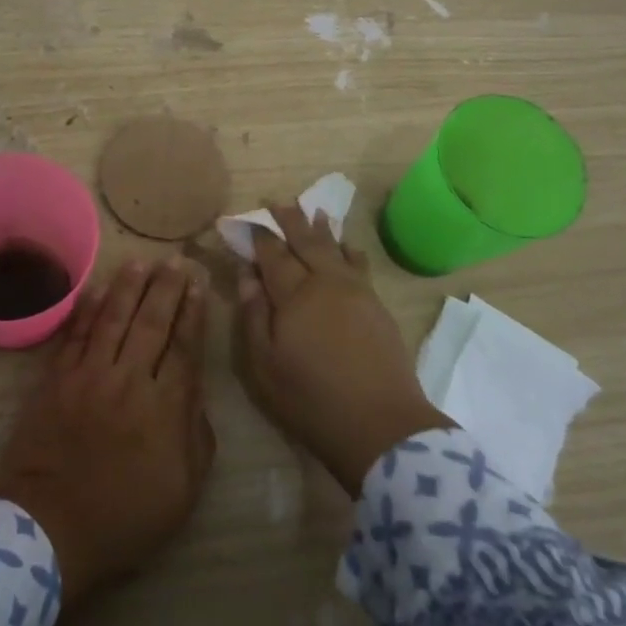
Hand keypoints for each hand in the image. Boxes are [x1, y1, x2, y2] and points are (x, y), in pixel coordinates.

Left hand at [0, 258, 215, 611]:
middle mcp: (129, 380)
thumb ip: (197, 435)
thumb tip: (194, 393)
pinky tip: (96, 289)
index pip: (184, 346)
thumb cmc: (125, 518)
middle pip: (151, 323)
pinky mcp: (55, 381)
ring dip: (128, 288)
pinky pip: (74, 335)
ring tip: (141, 262)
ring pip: (113, 319)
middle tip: (176, 260)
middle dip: (166, 288)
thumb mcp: (183, 489)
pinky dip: (86, 309)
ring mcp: (88, 377)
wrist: (50, 530)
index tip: (198, 286)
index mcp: (165, 407)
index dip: (192, 313)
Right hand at [238, 202, 449, 495]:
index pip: (272, 254)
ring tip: (313, 210)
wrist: (381, 425)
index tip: (243, 220)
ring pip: (336, 249)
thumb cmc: (311, 399)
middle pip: (306, 242)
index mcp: (295, 295)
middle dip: (290, 220)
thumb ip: (253, 316)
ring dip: (321, 229)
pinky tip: (348, 246)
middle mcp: (327, 283)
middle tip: (277, 201)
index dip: (257, 236)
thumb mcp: (264, 366)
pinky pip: (360, 265)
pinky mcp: (377, 306)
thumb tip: (247, 276)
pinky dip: (349, 250)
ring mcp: (357, 292)